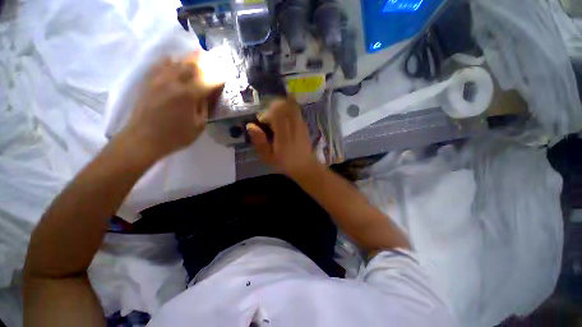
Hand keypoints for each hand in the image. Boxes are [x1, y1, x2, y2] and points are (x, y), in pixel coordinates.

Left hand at [123, 55, 223, 159]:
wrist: (143, 139)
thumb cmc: (175, 136)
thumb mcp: (198, 126)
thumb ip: (204, 108)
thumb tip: (206, 95)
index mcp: (188, 95)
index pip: (208, 80)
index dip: (218, 77)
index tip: (225, 75)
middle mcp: (173, 82)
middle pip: (192, 65)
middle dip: (205, 62)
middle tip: (214, 62)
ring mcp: (159, 79)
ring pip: (177, 62)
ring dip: (190, 59)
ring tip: (198, 58)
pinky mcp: (149, 81)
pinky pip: (160, 64)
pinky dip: (171, 61)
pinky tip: (174, 62)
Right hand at [247, 98, 318, 178]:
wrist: (304, 165)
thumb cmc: (284, 162)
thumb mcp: (267, 156)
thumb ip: (259, 141)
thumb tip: (250, 125)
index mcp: (283, 135)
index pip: (275, 113)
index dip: (266, 114)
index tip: (262, 121)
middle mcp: (293, 127)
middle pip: (284, 105)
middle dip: (273, 107)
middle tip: (268, 117)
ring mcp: (301, 124)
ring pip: (291, 106)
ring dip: (281, 106)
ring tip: (276, 116)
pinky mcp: (305, 125)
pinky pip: (296, 111)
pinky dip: (288, 110)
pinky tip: (284, 119)